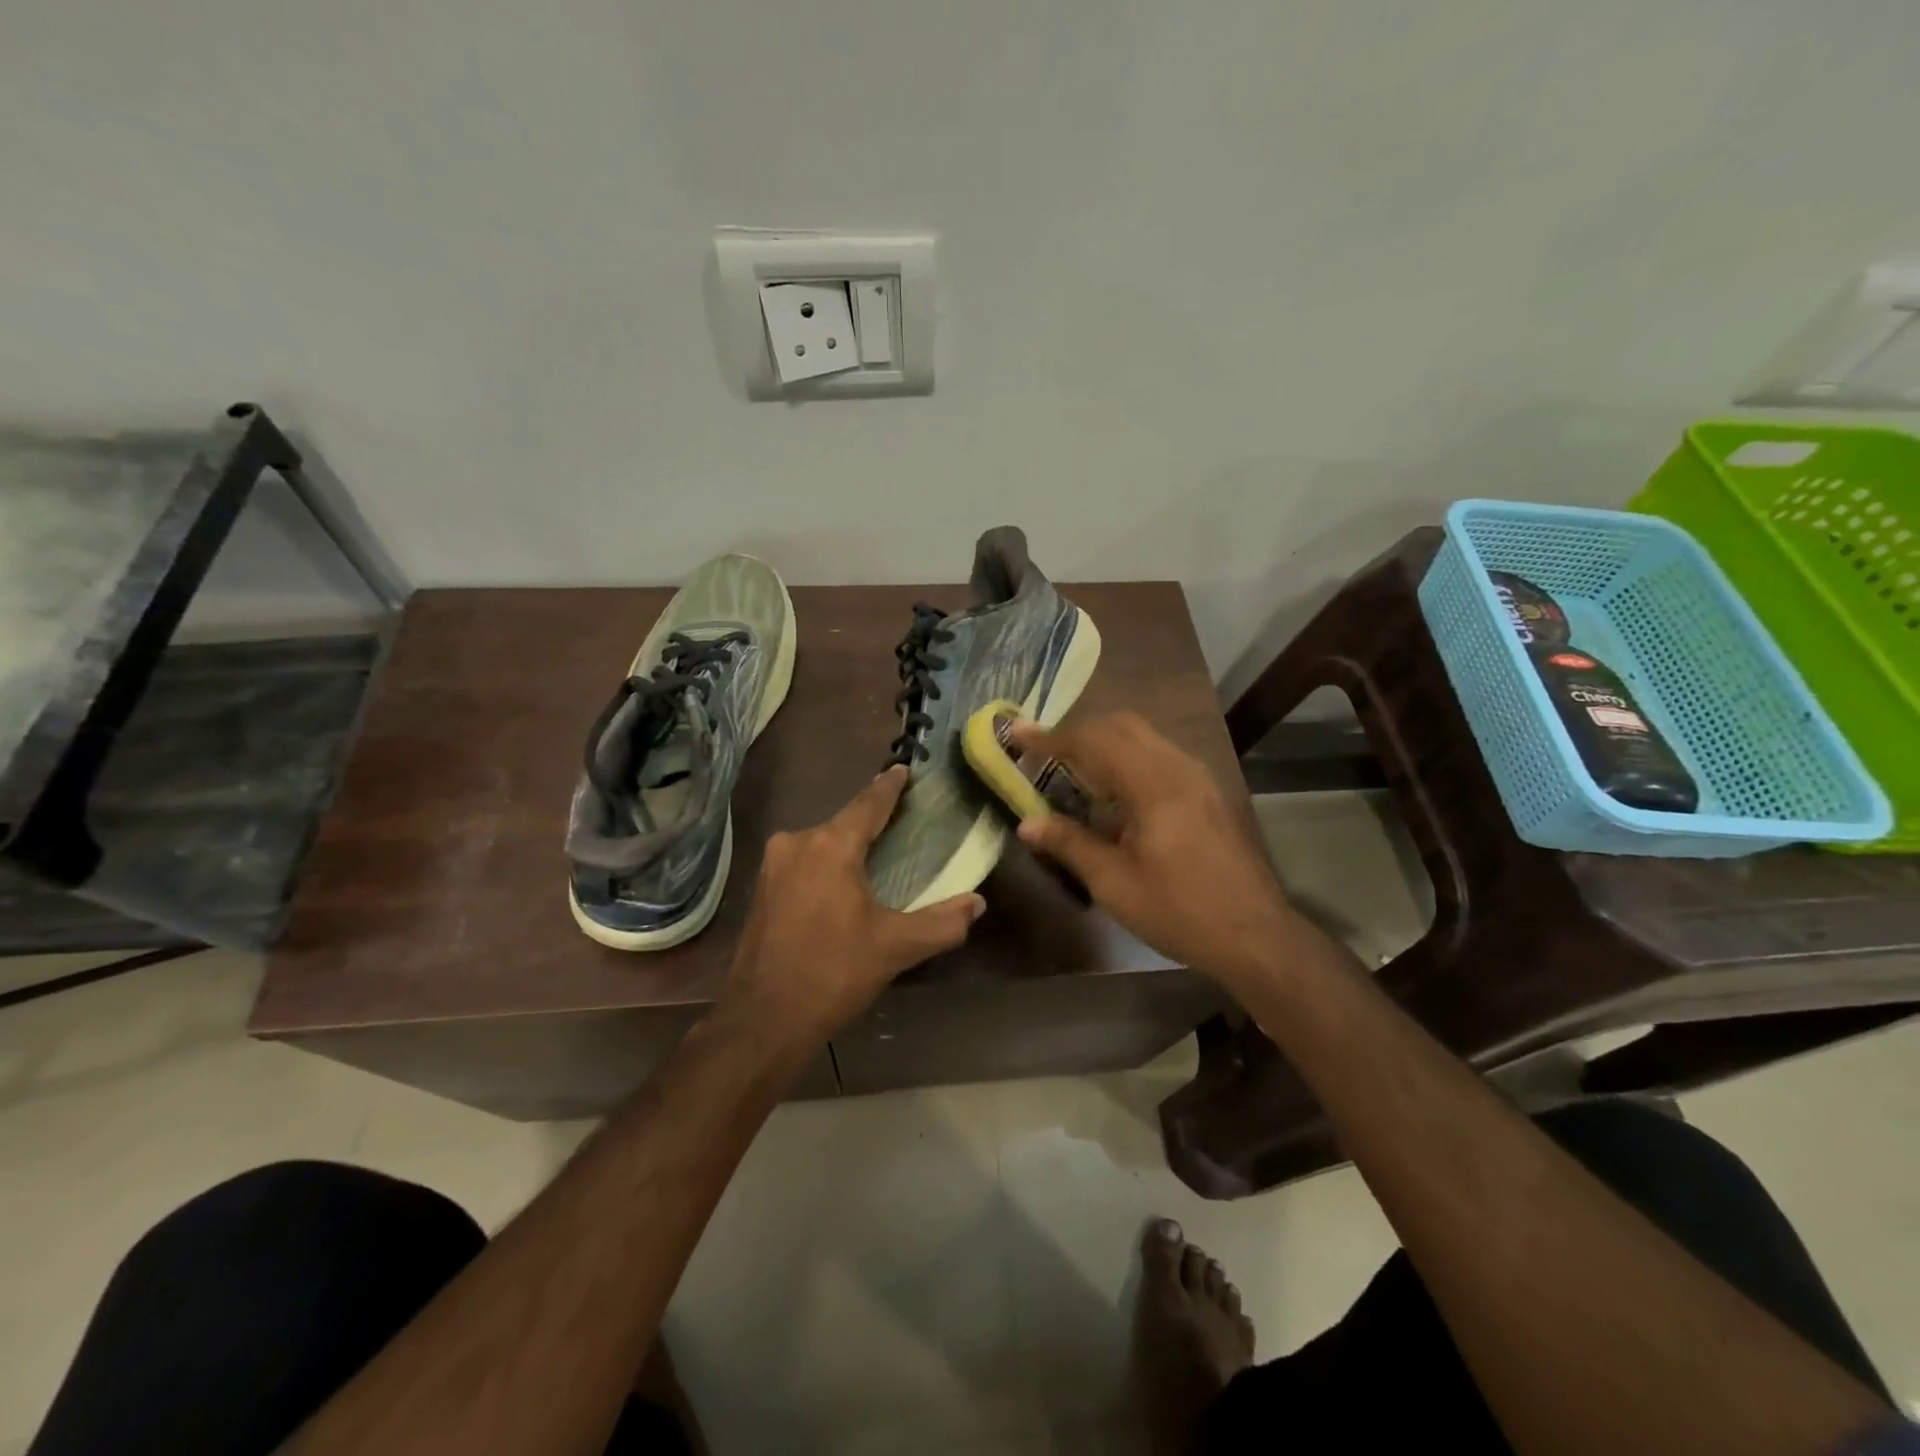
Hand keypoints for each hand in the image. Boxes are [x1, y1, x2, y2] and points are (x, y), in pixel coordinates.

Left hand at [720, 765, 985, 1049]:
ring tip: (878, 857)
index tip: (905, 769)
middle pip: (845, 822)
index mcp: (831, 846)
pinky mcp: (762, 888)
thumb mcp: (896, 948)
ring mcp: (773, 865)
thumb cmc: (833, 973)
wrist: (762, 1020)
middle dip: (872, 821)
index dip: (890, 785)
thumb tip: (977, 904)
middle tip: (904, 824)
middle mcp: (798, 842)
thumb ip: (943, 923)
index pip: (869, 803)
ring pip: (822, 843)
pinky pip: (804, 862)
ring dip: (848, 846)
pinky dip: (827, 865)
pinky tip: (843, 886)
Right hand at [1008, 713, 1294, 992]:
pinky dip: (1128, 759)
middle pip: (1122, 725)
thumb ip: (1069, 844)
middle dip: (1079, 732)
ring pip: (1144, 738)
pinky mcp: (1208, 792)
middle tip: (1044, 752)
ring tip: (1073, 771)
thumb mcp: (1115, 883)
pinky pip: (1159, 756)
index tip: (1017, 733)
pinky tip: (1115, 795)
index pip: (1094, 741)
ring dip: (1105, 744)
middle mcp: (1179, 767)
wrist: (1256, 936)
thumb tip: (1027, 823)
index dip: (1051, 737)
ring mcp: (1199, 777)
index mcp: (1154, 784)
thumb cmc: (1180, 911)